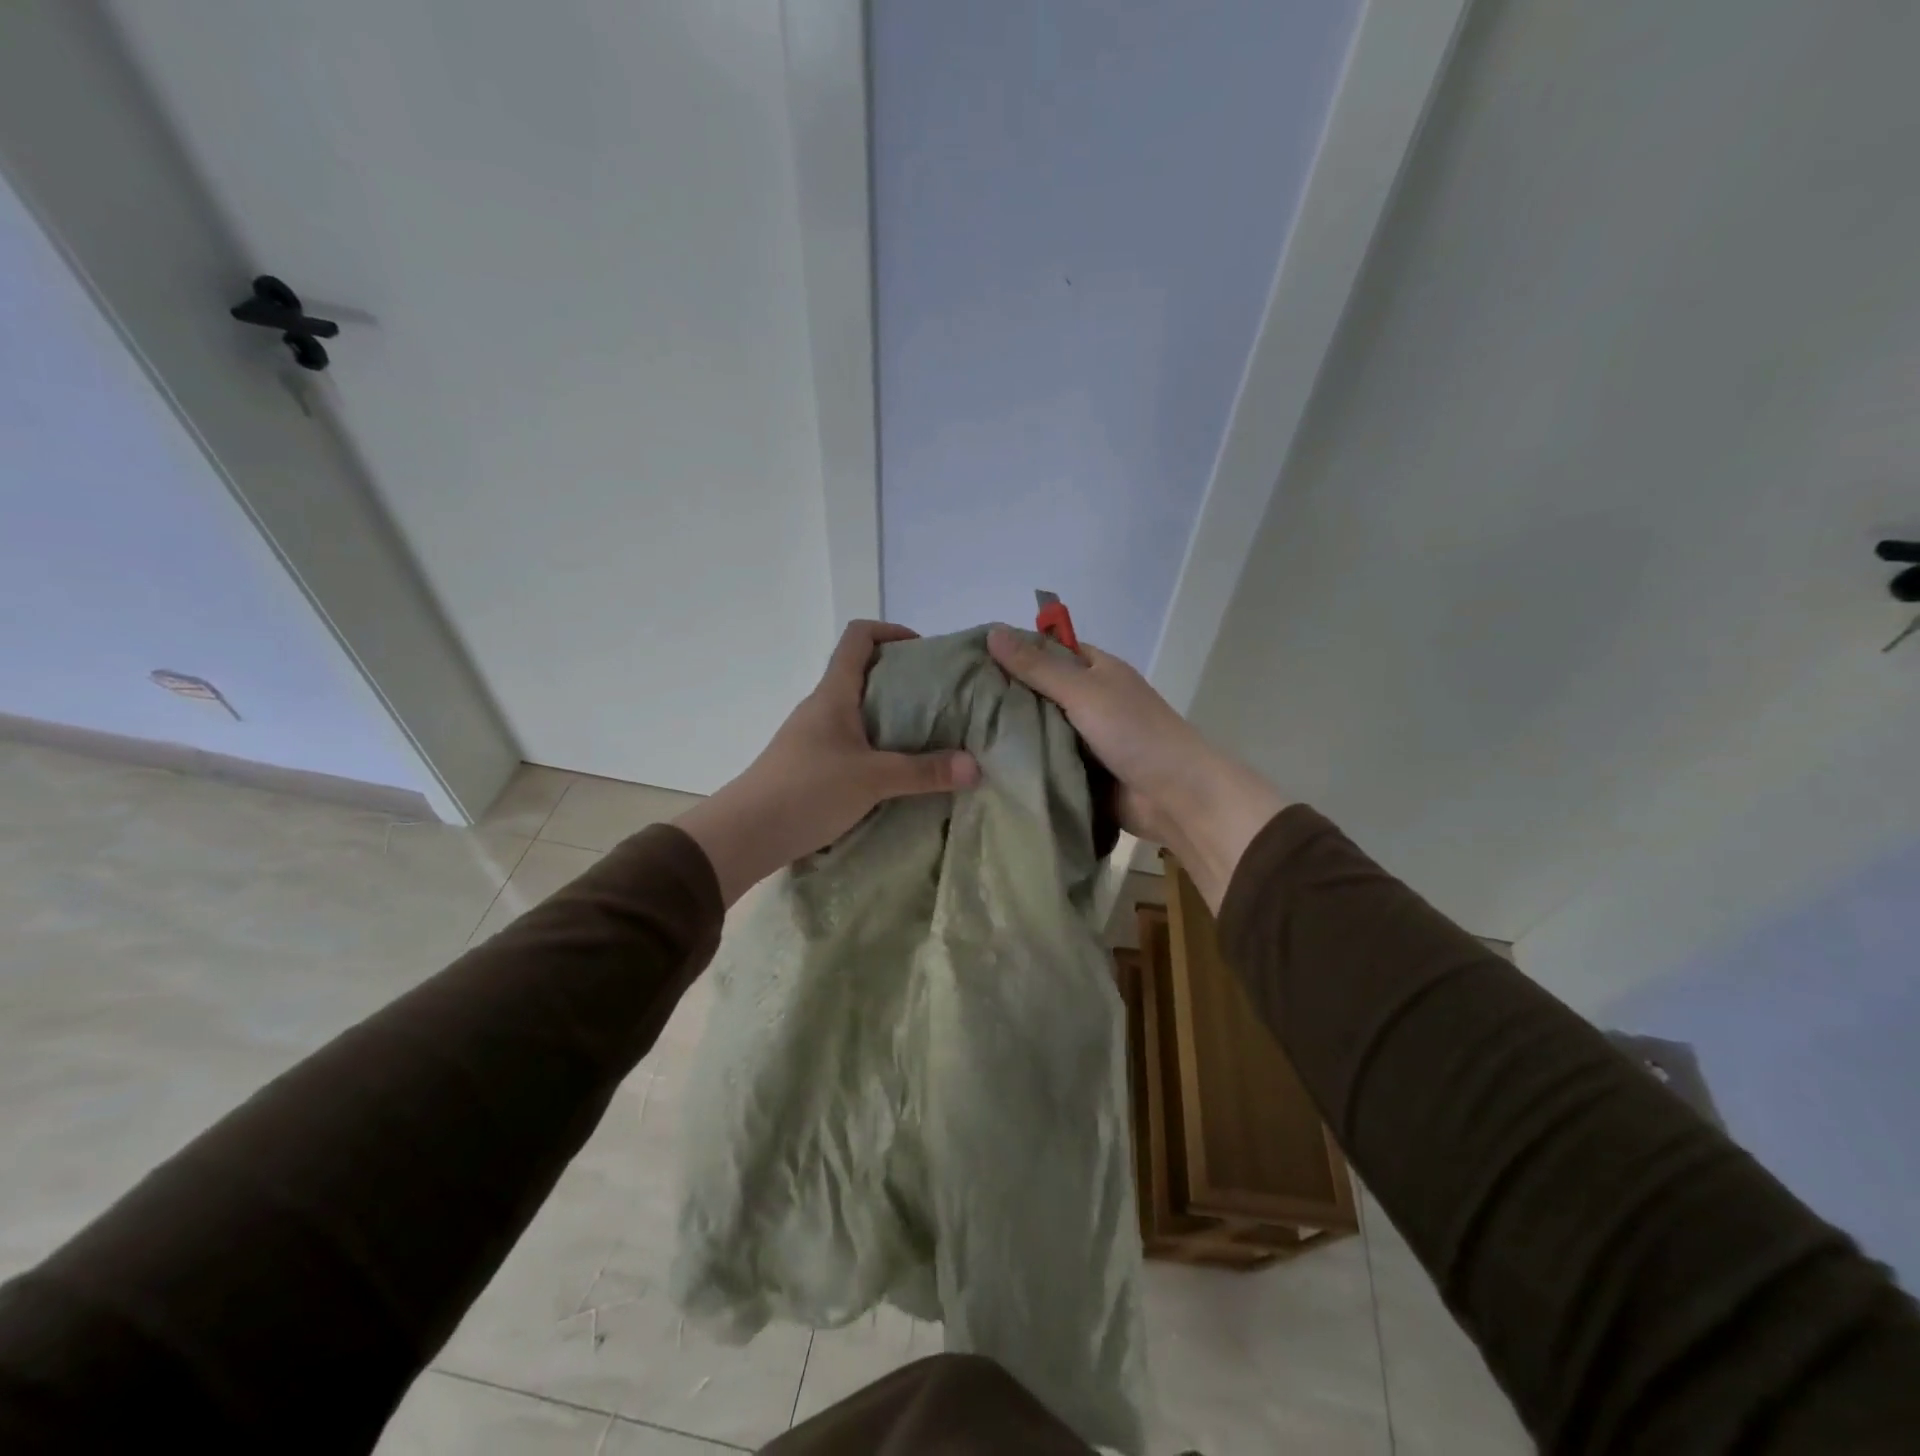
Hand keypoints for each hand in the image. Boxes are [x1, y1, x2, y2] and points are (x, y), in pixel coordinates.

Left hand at [676, 622, 979, 904]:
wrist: (744, 835)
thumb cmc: (806, 791)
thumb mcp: (872, 780)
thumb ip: (924, 772)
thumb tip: (976, 766)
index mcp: (834, 693)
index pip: (859, 637)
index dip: (892, 632)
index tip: (925, 653)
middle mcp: (822, 707)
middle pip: (865, 673)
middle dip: (905, 681)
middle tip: (943, 701)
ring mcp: (814, 737)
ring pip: (860, 712)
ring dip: (893, 718)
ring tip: (930, 738)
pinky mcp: (812, 765)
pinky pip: (853, 742)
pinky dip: (879, 747)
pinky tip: (898, 772)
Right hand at [986, 626, 1286, 909]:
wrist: (1176, 797)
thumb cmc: (1134, 733)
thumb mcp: (1083, 691)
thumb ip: (1038, 667)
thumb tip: (992, 632)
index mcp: (1096, 670)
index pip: (1047, 650)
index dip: (1012, 651)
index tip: (967, 659)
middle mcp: (1089, 700)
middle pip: (1038, 691)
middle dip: (1003, 695)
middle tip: (952, 700)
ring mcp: (1084, 739)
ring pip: (1038, 729)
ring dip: (1009, 733)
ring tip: (957, 733)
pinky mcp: (1079, 773)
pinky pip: (1044, 761)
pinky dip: (1022, 762)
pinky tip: (982, 764)